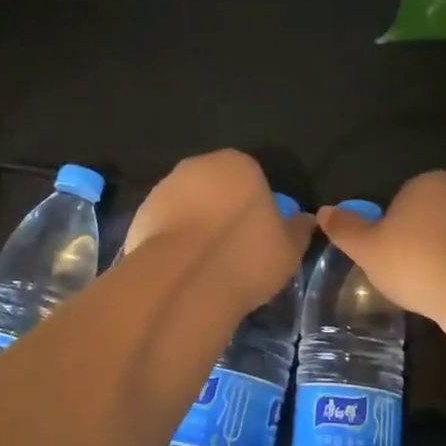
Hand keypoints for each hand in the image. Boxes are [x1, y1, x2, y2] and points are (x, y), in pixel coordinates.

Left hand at [125, 150, 314, 312]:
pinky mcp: (140, 213)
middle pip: (217, 186)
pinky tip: (182, 269)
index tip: (259, 236)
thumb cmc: (245, 256)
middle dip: (223, 210)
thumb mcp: (289, 249)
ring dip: (196, 224)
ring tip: (206, 263)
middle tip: (233, 248)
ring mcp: (165, 188)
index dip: (256, 206)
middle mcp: (199, 166)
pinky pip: (165, 225)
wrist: (183, 281)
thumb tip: (305, 220)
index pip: (252, 177)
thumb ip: (297, 230)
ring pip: (189, 204)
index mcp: (239, 164)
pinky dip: (174, 241)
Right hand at [317, 171, 445, 331]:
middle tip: (410, 276)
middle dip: (419, 241)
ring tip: (436, 288)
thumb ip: (345, 229)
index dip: (390, 232)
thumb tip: (323, 211)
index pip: (399, 202)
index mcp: (425, 182)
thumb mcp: (368, 250)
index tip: (390, 259)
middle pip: (428, 216)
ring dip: (445, 255)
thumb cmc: (419, 264)